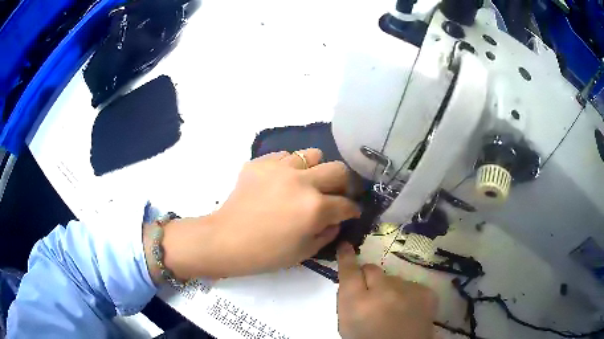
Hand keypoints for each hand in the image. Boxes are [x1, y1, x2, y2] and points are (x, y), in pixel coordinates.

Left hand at [147, 149, 360, 280]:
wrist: (225, 240)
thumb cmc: (265, 254)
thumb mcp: (304, 252)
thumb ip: (328, 233)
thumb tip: (337, 219)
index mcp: (314, 208)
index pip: (347, 204)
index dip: (353, 210)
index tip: (352, 212)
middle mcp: (302, 182)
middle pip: (339, 170)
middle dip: (344, 184)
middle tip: (336, 194)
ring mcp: (280, 168)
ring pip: (313, 154)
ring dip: (317, 170)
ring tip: (308, 183)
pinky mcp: (261, 163)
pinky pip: (286, 155)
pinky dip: (291, 166)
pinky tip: (283, 181)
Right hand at [336, 242, 436, 338]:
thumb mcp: (347, 324)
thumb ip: (347, 300)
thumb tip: (353, 280)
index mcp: (357, 302)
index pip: (349, 271)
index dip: (347, 257)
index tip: (346, 246)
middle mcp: (382, 291)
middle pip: (372, 269)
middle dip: (369, 278)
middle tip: (372, 293)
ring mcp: (408, 290)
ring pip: (393, 279)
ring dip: (390, 289)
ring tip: (394, 308)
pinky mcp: (426, 292)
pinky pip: (411, 286)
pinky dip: (408, 295)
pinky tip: (408, 310)